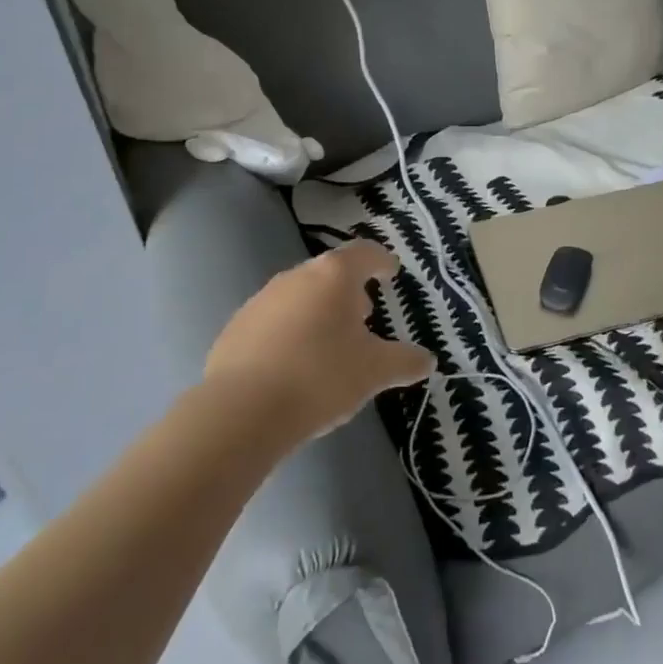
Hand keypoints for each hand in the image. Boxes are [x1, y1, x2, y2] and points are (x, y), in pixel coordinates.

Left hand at [205, 241, 434, 440]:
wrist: (241, 410)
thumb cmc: (320, 377)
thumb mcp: (374, 372)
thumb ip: (404, 362)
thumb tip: (426, 360)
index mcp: (334, 275)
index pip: (364, 253)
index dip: (381, 260)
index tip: (391, 271)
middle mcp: (296, 276)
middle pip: (330, 273)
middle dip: (349, 290)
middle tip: (363, 315)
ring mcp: (261, 300)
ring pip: (300, 296)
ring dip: (318, 310)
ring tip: (330, 343)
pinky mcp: (236, 327)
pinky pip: (273, 321)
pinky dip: (290, 332)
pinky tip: (294, 364)